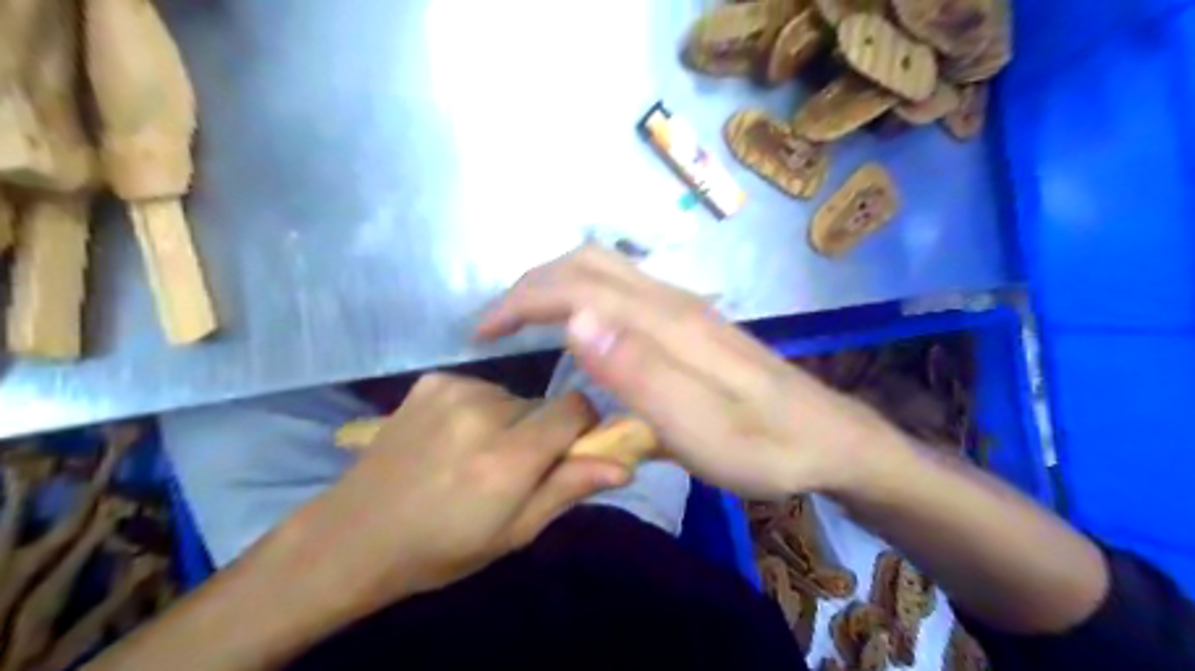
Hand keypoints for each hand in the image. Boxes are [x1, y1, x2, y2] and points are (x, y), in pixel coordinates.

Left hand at [275, 371, 629, 616]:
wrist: (355, 534)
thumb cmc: (443, 546)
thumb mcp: (514, 533)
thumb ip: (568, 489)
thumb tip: (623, 466)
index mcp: (508, 457)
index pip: (575, 408)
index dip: (582, 426)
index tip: (570, 450)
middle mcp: (484, 411)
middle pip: (543, 404)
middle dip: (541, 430)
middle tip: (512, 467)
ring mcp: (453, 389)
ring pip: (513, 396)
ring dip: (509, 420)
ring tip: (475, 454)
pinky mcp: (431, 380)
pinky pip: (480, 388)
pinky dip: (478, 409)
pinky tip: (450, 437)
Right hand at [476, 246, 895, 496]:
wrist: (827, 438)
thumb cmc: (764, 446)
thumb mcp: (701, 427)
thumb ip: (638, 373)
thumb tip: (575, 320)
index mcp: (666, 324)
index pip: (576, 288)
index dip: (521, 301)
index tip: (482, 332)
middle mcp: (671, 302)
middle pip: (588, 264)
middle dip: (532, 284)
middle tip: (497, 324)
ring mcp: (685, 307)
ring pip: (607, 270)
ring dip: (557, 284)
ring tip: (526, 320)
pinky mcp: (691, 321)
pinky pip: (624, 287)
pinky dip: (584, 293)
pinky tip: (580, 324)